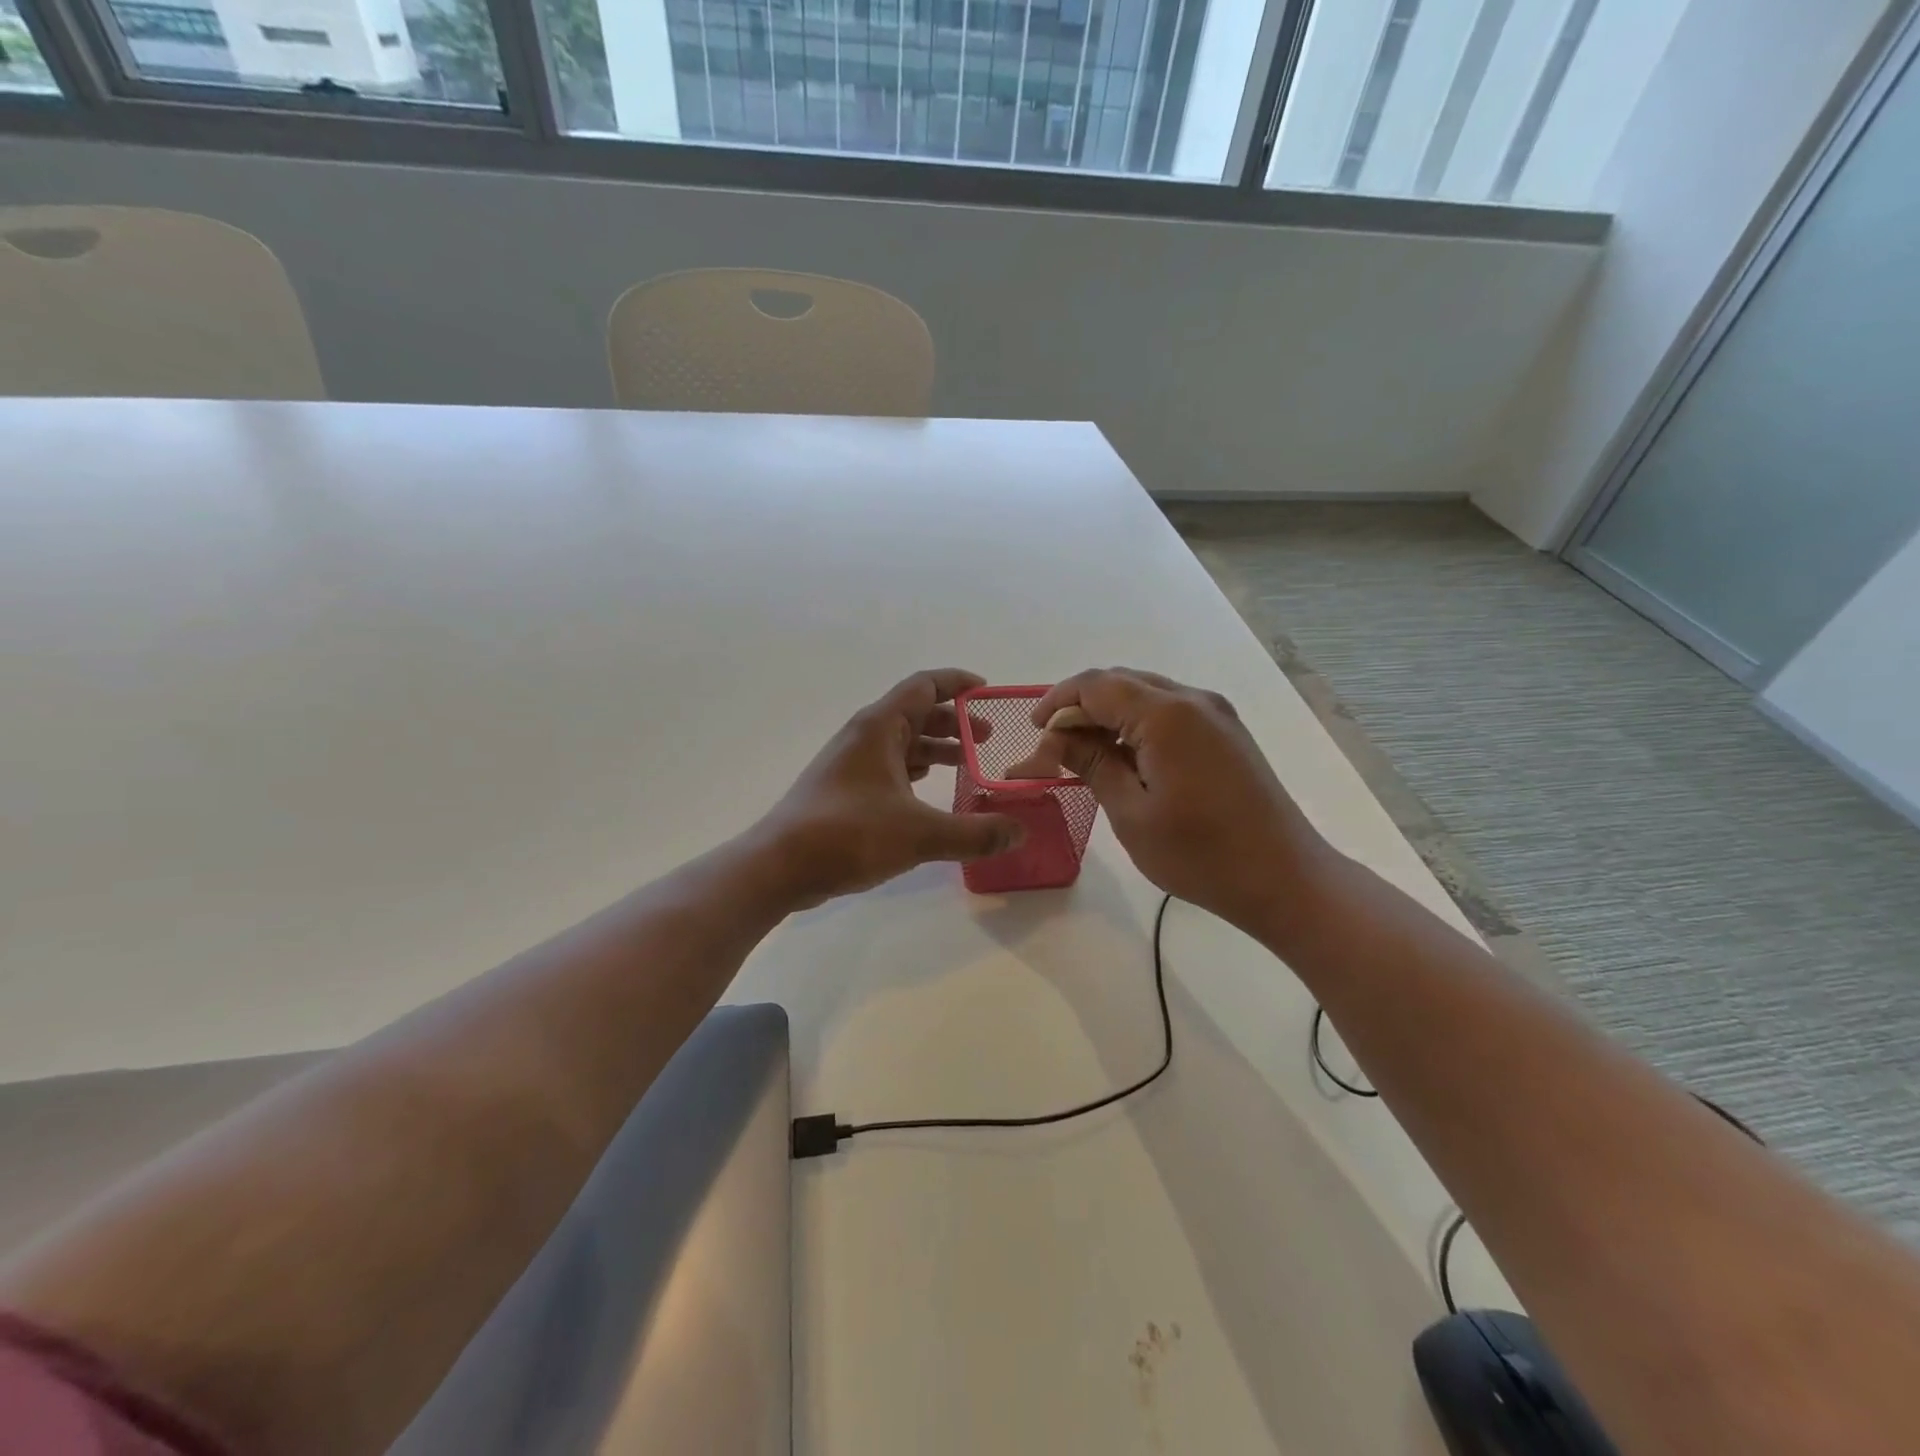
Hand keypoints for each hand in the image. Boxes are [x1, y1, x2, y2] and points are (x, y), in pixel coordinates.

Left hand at [755, 669, 1025, 906]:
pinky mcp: (844, 790)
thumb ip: (974, 833)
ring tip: (969, 766)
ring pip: (902, 744)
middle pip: (916, 714)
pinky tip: (930, 792)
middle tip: (988, 740)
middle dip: (954, 723)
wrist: (779, 866)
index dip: (958, 683)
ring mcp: (851, 763)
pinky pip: (889, 768)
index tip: (989, 691)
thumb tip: (1019, 833)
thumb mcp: (920, 834)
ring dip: (936, 749)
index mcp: (880, 727)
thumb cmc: (848, 834)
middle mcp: (864, 737)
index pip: (924, 685)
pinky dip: (915, 772)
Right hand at [1030, 668, 1328, 933]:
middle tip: (1054, 746)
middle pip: (1121, 682)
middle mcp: (1193, 700)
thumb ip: (1091, 764)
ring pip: (1146, 695)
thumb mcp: (1131, 813)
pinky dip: (1137, 725)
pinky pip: (1170, 712)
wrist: (1285, 880)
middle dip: (1081, 707)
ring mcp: (1216, 714)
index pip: (1096, 685)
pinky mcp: (1227, 733)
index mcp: (1166, 714)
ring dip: (1109, 716)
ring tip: (1084, 755)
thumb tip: (1055, 739)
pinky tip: (1125, 759)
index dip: (1058, 701)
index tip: (1033, 731)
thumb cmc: (1200, 854)